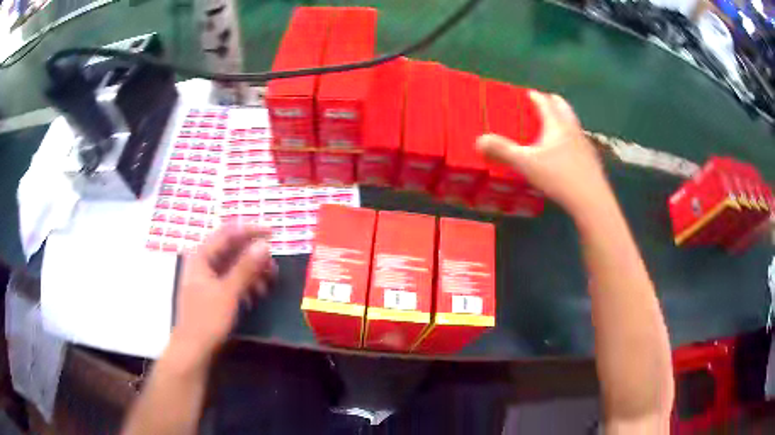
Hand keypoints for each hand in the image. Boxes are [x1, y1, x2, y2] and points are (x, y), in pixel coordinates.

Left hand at [173, 225, 275, 357]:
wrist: (193, 349)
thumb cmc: (207, 318)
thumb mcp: (229, 292)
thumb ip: (246, 267)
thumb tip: (264, 245)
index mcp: (201, 256)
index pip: (228, 233)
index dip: (251, 231)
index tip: (273, 234)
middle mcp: (203, 262)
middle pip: (232, 249)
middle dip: (254, 256)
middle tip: (274, 267)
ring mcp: (207, 278)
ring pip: (233, 266)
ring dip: (252, 272)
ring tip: (269, 284)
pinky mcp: (212, 292)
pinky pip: (231, 280)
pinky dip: (245, 284)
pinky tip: (256, 296)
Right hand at [476, 91, 613, 216]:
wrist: (591, 201)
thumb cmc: (559, 177)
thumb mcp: (526, 164)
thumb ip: (503, 151)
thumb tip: (479, 140)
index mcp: (557, 125)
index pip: (545, 102)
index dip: (535, 96)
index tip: (528, 93)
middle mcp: (572, 129)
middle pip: (563, 107)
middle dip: (552, 102)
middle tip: (541, 105)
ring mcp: (584, 144)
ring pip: (572, 123)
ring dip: (562, 119)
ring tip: (551, 127)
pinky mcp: (591, 160)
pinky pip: (578, 140)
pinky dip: (569, 138)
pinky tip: (565, 153)